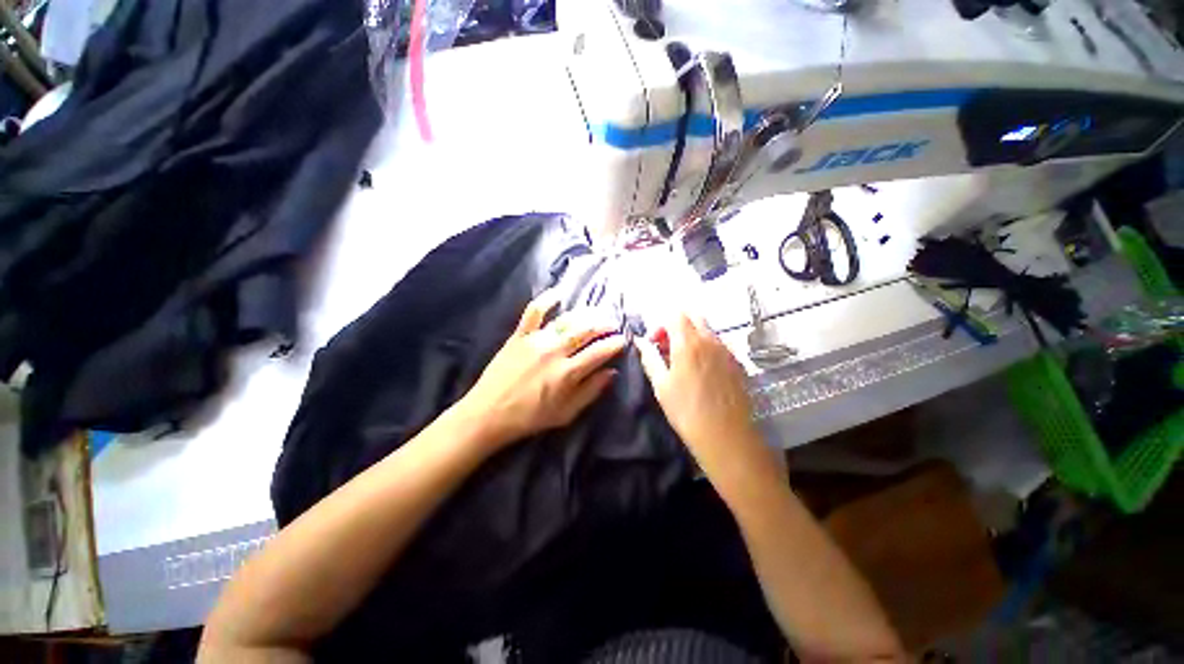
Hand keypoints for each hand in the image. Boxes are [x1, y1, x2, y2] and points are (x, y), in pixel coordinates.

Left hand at [459, 291, 626, 448]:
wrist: (488, 413)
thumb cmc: (530, 418)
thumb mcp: (566, 414)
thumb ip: (591, 391)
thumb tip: (611, 372)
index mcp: (568, 373)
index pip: (599, 352)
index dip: (615, 344)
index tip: (623, 340)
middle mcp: (555, 351)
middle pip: (586, 331)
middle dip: (604, 325)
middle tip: (613, 325)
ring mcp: (536, 340)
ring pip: (567, 320)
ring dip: (586, 315)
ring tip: (596, 313)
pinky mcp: (519, 335)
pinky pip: (534, 311)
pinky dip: (546, 299)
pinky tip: (557, 293)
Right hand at [636, 313, 777, 481]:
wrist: (726, 436)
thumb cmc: (686, 411)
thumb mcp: (661, 384)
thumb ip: (649, 357)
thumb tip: (640, 341)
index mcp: (688, 342)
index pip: (674, 315)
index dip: (660, 325)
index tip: (655, 344)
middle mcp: (710, 340)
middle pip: (693, 316)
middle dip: (677, 326)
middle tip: (667, 348)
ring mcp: (726, 350)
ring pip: (706, 329)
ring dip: (691, 336)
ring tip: (682, 362)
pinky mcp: (736, 362)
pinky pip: (718, 344)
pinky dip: (705, 347)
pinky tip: (701, 371)